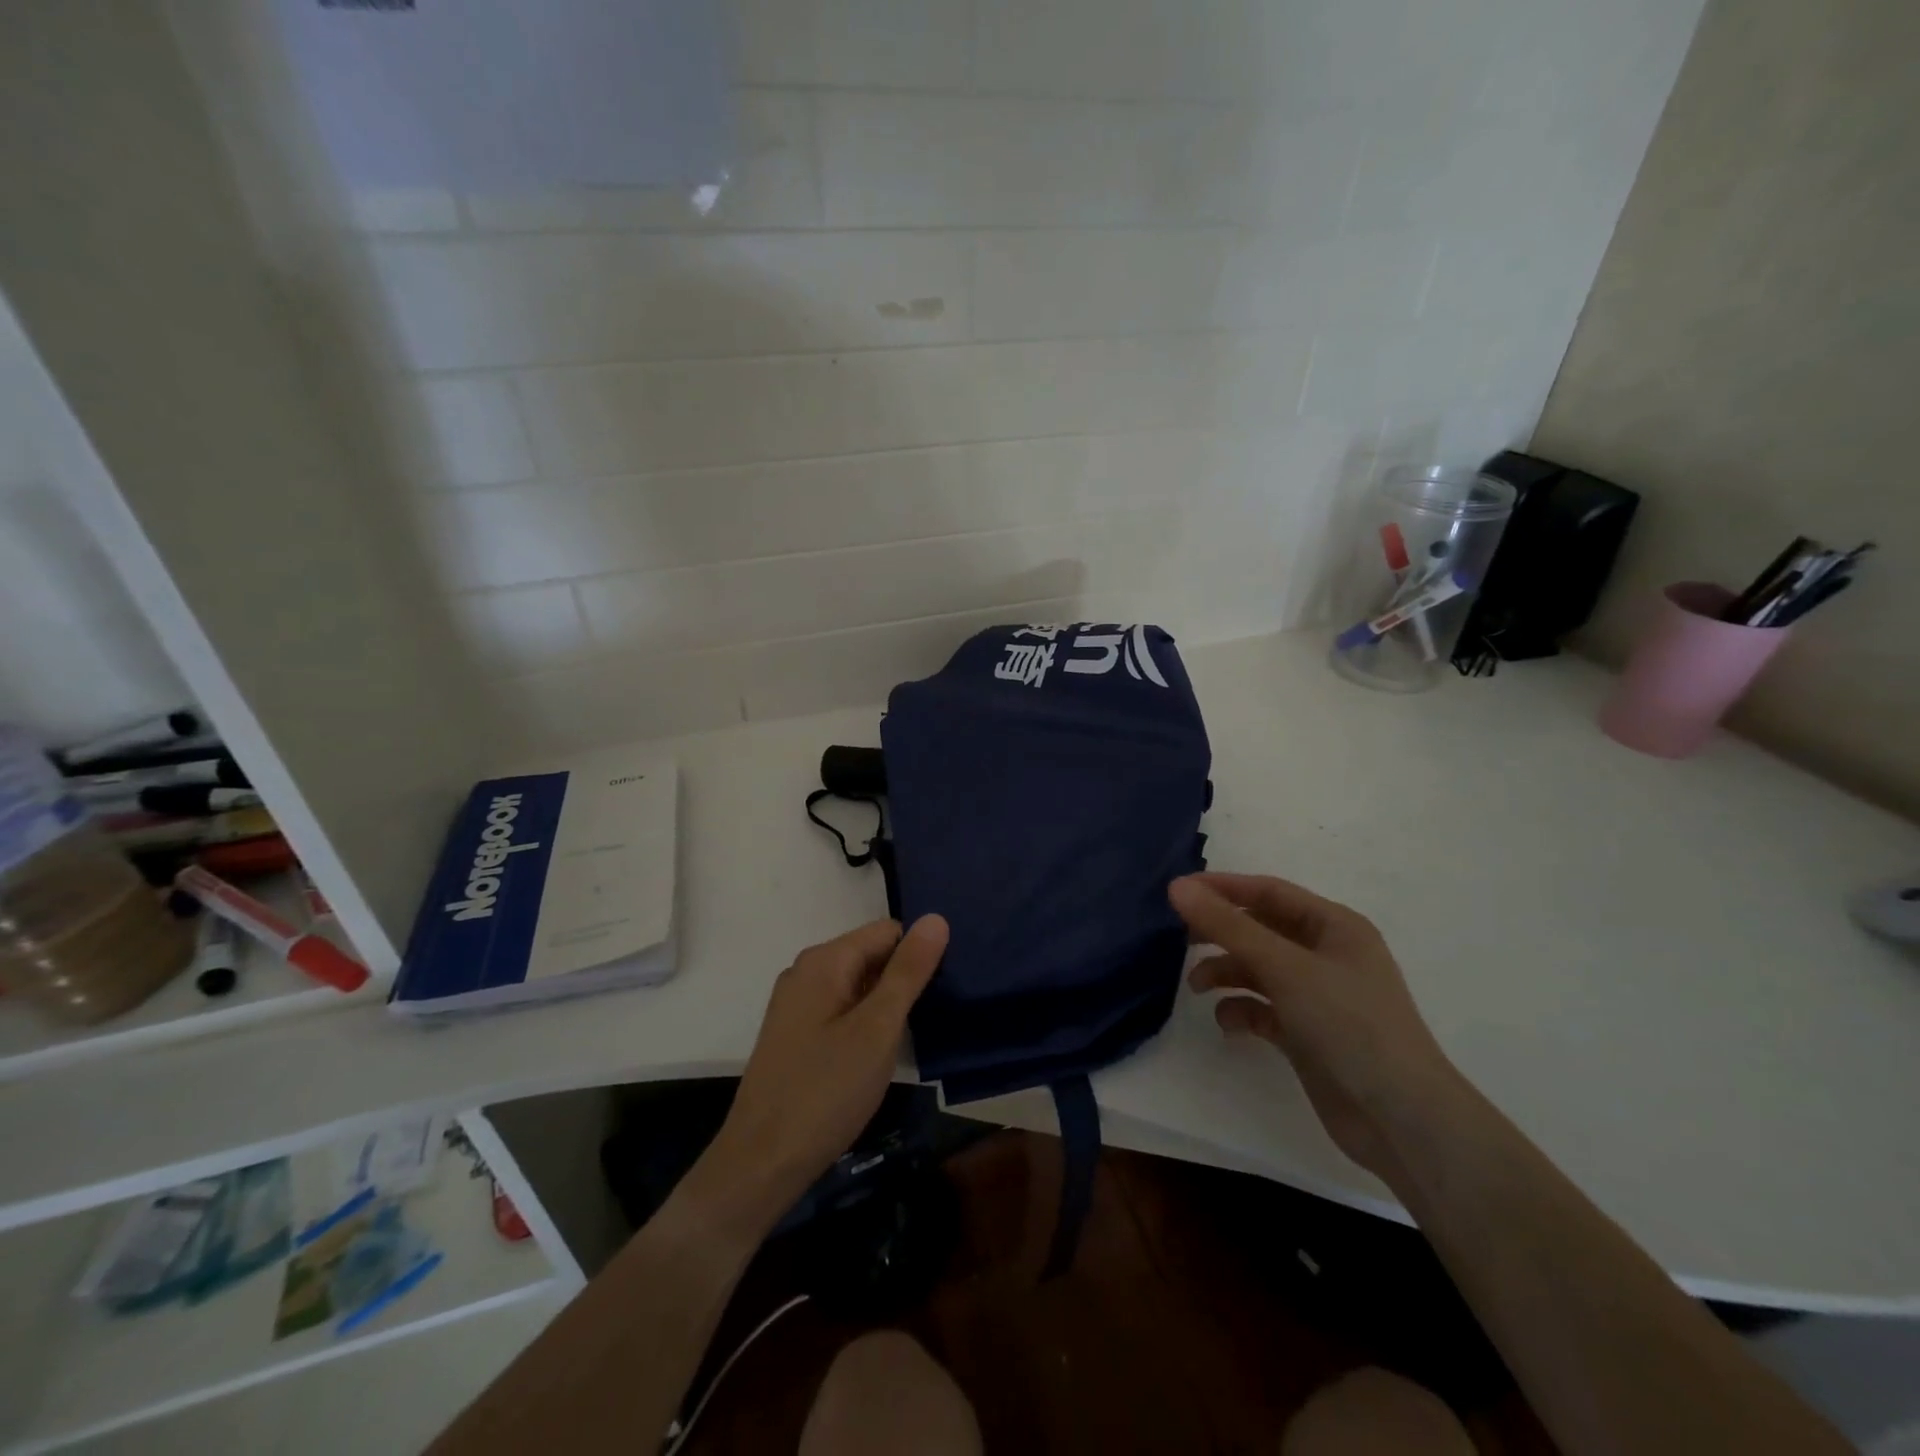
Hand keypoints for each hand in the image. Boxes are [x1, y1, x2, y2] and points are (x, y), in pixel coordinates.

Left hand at [692, 915, 949, 1231]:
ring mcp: (797, 1004)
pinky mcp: (795, 1034)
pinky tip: (876, 1056)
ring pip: (858, 985)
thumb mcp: (878, 1029)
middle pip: (871, 955)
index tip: (941, 991)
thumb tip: (936, 918)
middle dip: (902, 980)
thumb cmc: (826, 1091)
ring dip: (885, 1005)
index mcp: (824, 960)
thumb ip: (908, 972)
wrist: (762, 1163)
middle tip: (930, 1018)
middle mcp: (806, 971)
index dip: (918, 956)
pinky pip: (841, 1009)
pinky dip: (864, 1023)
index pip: (888, 932)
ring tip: (908, 1039)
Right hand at [1169, 872, 1461, 1187]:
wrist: (1400, 1119)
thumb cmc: (1348, 1024)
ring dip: (1226, 972)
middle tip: (1180, 939)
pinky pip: (1264, 1009)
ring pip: (1259, 969)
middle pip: (1260, 929)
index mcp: (1334, 926)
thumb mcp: (1284, 967)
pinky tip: (1229, 1023)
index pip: (1268, 892)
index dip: (1222, 888)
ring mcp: (1318, 996)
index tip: (1177, 892)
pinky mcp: (1308, 1034)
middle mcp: (1327, 955)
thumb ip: (1227, 926)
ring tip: (1197, 986)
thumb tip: (1177, 887)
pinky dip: (1242, 1010)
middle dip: (1221, 932)